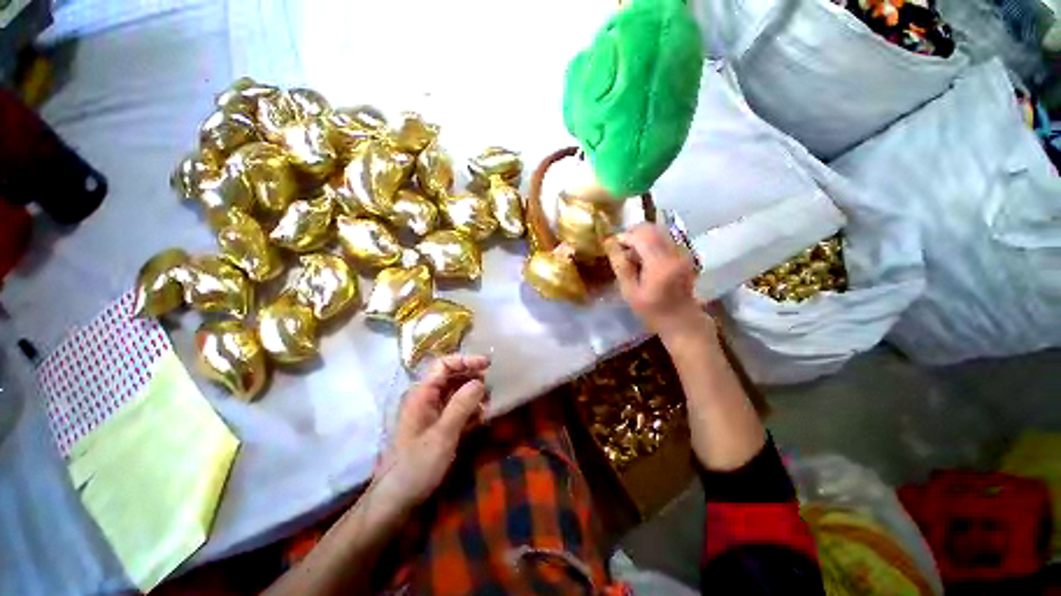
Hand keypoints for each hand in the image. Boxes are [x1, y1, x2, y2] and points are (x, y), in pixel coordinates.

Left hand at [370, 354, 488, 512]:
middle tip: (490, 388)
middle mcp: (426, 399)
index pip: (444, 365)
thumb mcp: (442, 435)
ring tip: (488, 404)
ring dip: (473, 395)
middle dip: (472, 378)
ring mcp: (431, 414)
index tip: (487, 365)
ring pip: (455, 393)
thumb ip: (461, 405)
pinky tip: (481, 418)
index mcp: (422, 394)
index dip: (466, 361)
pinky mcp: (436, 428)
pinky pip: (456, 410)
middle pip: (451, 377)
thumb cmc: (416, 465)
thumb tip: (480, 381)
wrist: (395, 501)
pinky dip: (469, 410)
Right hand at [605, 223, 708, 341]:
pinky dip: (651, 243)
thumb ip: (621, 266)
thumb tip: (610, 243)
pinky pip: (664, 239)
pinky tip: (646, 260)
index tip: (613, 247)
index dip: (624, 237)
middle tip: (622, 250)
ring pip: (658, 231)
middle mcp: (674, 252)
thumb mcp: (630, 292)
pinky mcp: (683, 254)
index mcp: (660, 264)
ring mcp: (682, 252)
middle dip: (633, 234)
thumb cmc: (652, 310)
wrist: (682, 319)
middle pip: (651, 228)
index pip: (641, 235)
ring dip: (642, 238)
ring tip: (633, 256)